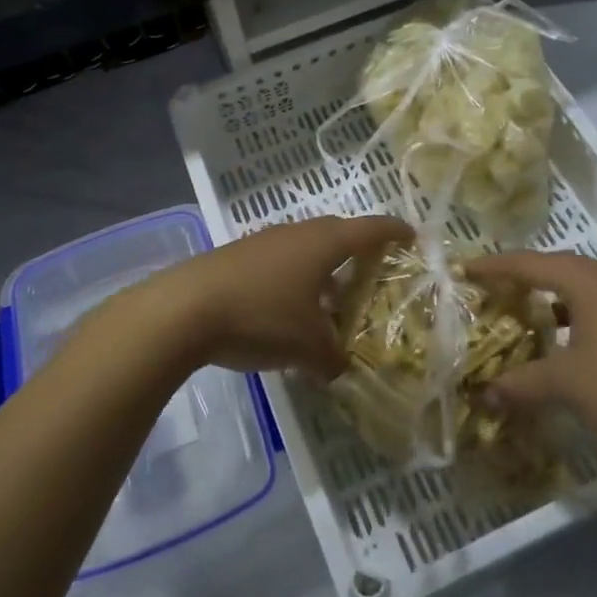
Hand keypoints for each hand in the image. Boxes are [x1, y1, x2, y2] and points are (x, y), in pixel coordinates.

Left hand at [145, 214, 411, 376]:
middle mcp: (297, 233)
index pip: (370, 229)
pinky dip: (293, 282)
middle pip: (337, 235)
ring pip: (305, 251)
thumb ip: (332, 358)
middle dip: (356, 253)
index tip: (412, 236)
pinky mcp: (237, 257)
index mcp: (324, 243)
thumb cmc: (261, 316)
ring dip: (321, 272)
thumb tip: (338, 367)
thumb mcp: (307, 347)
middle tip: (372, 274)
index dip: (394, 232)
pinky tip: (287, 314)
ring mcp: (264, 242)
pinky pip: (279, 264)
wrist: (184, 309)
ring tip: (330, 303)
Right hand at [464, 251, 596, 457]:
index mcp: (585, 280)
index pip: (528, 263)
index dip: (493, 267)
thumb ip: (523, 385)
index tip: (464, 270)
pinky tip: (570, 351)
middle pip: (556, 271)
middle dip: (522, 281)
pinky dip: (575, 322)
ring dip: (551, 304)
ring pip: (582, 293)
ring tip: (525, 320)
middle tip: (491, 294)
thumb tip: (485, 394)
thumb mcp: (568, 386)